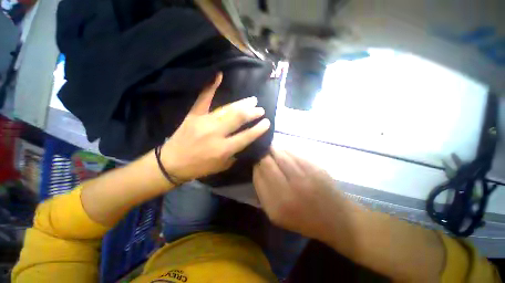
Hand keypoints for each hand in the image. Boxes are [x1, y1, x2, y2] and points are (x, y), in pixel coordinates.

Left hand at [161, 73, 270, 180]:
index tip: (267, 122)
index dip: (258, 129)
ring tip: (252, 100)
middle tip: (260, 110)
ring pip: (227, 109)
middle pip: (238, 119)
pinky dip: (211, 87)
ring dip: (242, 104)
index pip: (246, 136)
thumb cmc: (199, 167)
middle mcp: (216, 133)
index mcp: (224, 149)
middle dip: (252, 113)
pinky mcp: (194, 115)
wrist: (172, 163)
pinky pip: (203, 99)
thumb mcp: (221, 166)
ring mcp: (204, 122)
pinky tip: (218, 75)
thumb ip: (234, 154)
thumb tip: (243, 142)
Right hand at [253, 148, 358, 243]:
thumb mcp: (276, 215)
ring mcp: (304, 176)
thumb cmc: (303, 219)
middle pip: (267, 162)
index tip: (257, 163)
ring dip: (274, 151)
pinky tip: (286, 154)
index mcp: (277, 205)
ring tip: (273, 152)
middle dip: (263, 156)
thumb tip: (257, 167)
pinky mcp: (315, 167)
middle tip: (264, 155)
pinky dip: (286, 151)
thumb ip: (263, 192)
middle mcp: (289, 190)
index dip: (256, 166)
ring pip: (280, 153)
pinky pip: (293, 153)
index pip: (258, 175)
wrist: (336, 219)